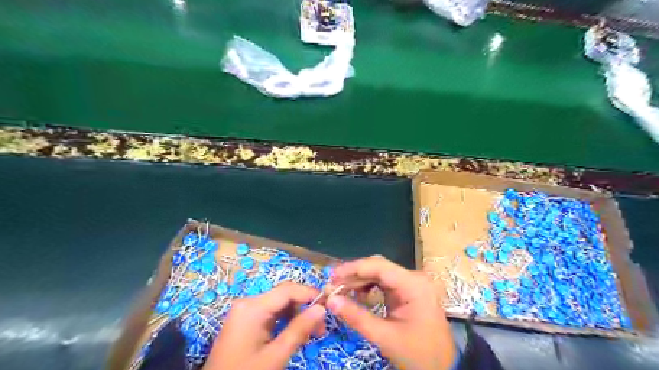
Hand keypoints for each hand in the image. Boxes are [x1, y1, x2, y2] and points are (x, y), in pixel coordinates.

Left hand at [201, 283, 322, 369]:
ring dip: (296, 315)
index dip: (310, 294)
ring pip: (279, 305)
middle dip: (304, 307)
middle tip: (321, 327)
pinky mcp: (245, 320)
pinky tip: (295, 333)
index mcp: (253, 307)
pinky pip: (270, 313)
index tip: (329, 304)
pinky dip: (285, 321)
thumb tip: (321, 308)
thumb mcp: (275, 356)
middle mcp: (248, 303)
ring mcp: (245, 311)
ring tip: (311, 333)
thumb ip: (299, 330)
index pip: (288, 290)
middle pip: (283, 296)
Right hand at [327, 256, 456, 369]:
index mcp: (413, 284)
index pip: (378, 266)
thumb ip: (356, 316)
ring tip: (341, 290)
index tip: (332, 275)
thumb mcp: (384, 336)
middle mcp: (413, 278)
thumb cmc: (418, 354)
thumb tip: (330, 300)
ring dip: (360, 280)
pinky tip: (358, 295)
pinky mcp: (408, 292)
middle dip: (354, 275)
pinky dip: (369, 287)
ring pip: (380, 274)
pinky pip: (384, 283)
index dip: (353, 268)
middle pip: (378, 268)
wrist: (443, 369)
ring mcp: (411, 284)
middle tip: (333, 284)